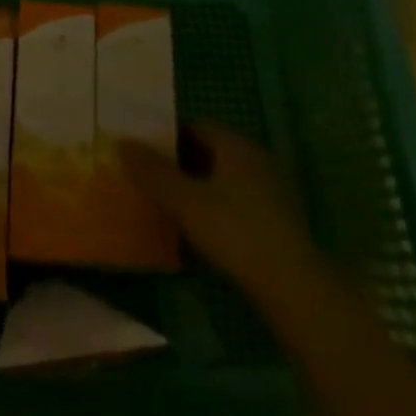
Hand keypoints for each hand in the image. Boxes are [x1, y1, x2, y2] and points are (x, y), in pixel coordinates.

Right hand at [118, 122, 311, 285]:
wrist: (295, 290)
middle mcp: (254, 157)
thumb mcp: (185, 202)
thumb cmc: (236, 233)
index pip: (194, 125)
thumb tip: (120, 142)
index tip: (140, 150)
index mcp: (235, 144)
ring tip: (166, 202)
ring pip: (221, 177)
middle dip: (177, 161)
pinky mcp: (276, 220)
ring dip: (195, 185)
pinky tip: (197, 228)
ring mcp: (269, 189)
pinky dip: (213, 206)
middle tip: (147, 176)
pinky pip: (235, 200)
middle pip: (208, 150)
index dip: (165, 135)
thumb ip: (152, 172)